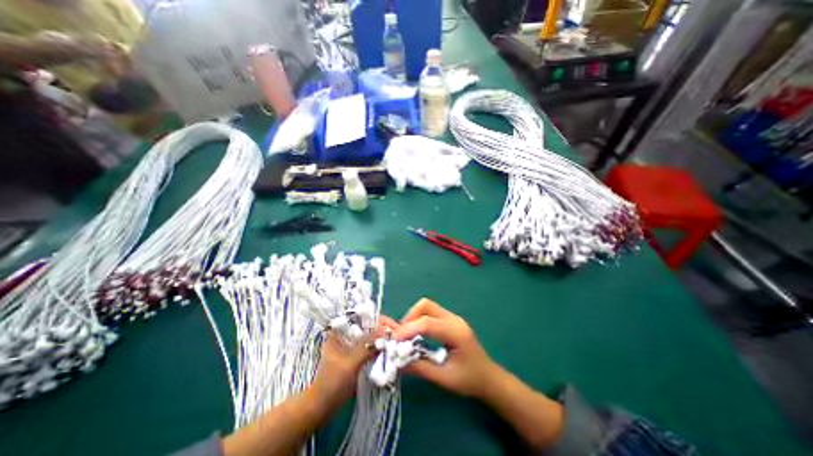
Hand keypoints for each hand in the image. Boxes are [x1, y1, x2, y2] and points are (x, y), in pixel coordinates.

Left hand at [311, 315, 399, 406]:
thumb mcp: (349, 362)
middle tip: (400, 338)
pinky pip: (372, 349)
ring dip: (384, 341)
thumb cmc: (332, 383)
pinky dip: (380, 351)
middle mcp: (348, 334)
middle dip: (385, 331)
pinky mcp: (357, 356)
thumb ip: (366, 345)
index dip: (381, 321)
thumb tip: (387, 331)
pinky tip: (390, 355)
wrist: (321, 409)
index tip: (396, 329)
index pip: (365, 317)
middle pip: (371, 327)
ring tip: (398, 346)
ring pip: (372, 338)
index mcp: (341, 330)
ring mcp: (353, 346)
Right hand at [393, 295, 499, 398]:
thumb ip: (420, 368)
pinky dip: (419, 319)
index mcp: (456, 332)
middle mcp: (454, 319)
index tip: (393, 340)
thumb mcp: (444, 378)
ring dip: (413, 317)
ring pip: (427, 306)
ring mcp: (453, 318)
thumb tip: (397, 361)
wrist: (489, 378)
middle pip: (426, 305)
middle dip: (410, 317)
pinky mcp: (450, 320)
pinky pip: (431, 312)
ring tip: (407, 336)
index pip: (427, 323)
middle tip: (401, 336)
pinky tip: (416, 334)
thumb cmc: (470, 380)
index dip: (407, 329)